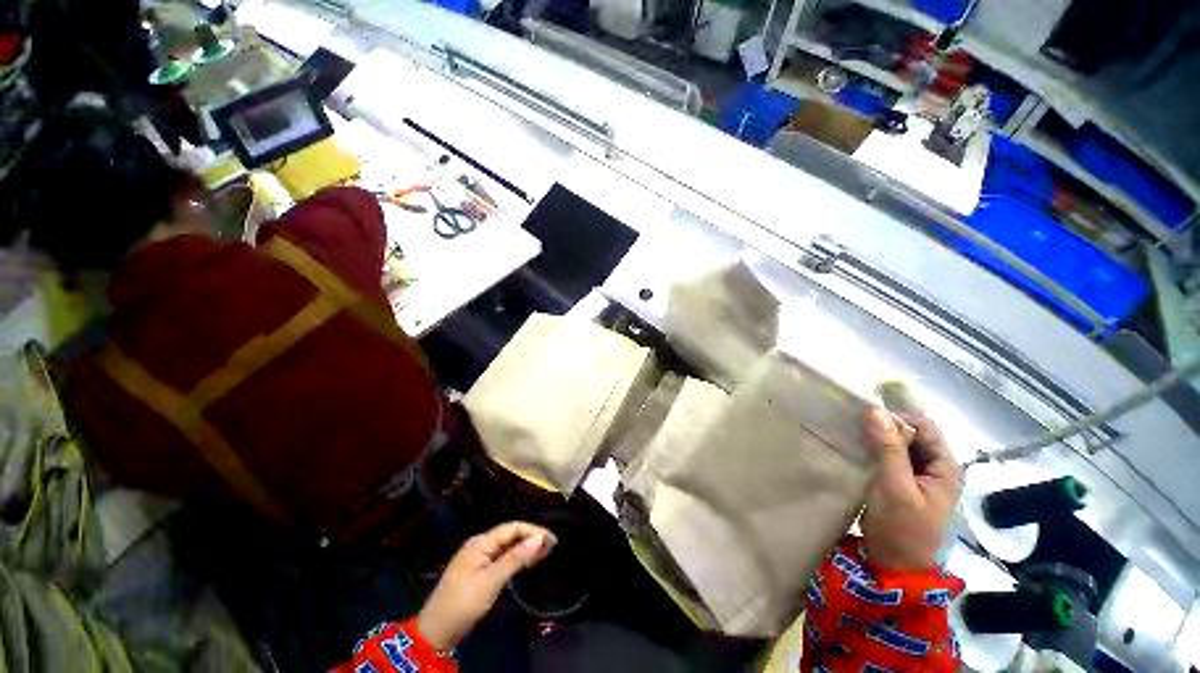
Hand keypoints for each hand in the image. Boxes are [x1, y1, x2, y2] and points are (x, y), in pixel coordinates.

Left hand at [418, 522, 555, 650]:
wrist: (435, 632)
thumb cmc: (464, 603)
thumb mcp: (492, 580)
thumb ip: (516, 558)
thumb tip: (539, 538)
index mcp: (481, 542)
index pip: (512, 528)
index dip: (533, 531)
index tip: (552, 539)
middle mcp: (480, 545)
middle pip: (510, 535)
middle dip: (531, 538)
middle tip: (552, 547)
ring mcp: (478, 559)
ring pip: (507, 547)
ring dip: (525, 548)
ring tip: (545, 553)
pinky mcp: (479, 572)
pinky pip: (502, 558)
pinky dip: (516, 559)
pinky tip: (528, 563)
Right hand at [860, 408, 960, 571]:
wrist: (894, 565)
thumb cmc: (901, 527)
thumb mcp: (895, 486)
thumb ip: (888, 448)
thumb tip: (874, 410)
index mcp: (945, 466)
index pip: (924, 426)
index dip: (897, 419)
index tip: (866, 420)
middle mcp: (935, 467)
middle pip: (912, 433)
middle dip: (885, 427)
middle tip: (856, 429)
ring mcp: (919, 476)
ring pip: (899, 444)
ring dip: (878, 438)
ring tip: (852, 436)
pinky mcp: (902, 483)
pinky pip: (890, 457)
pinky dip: (874, 450)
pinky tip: (856, 450)